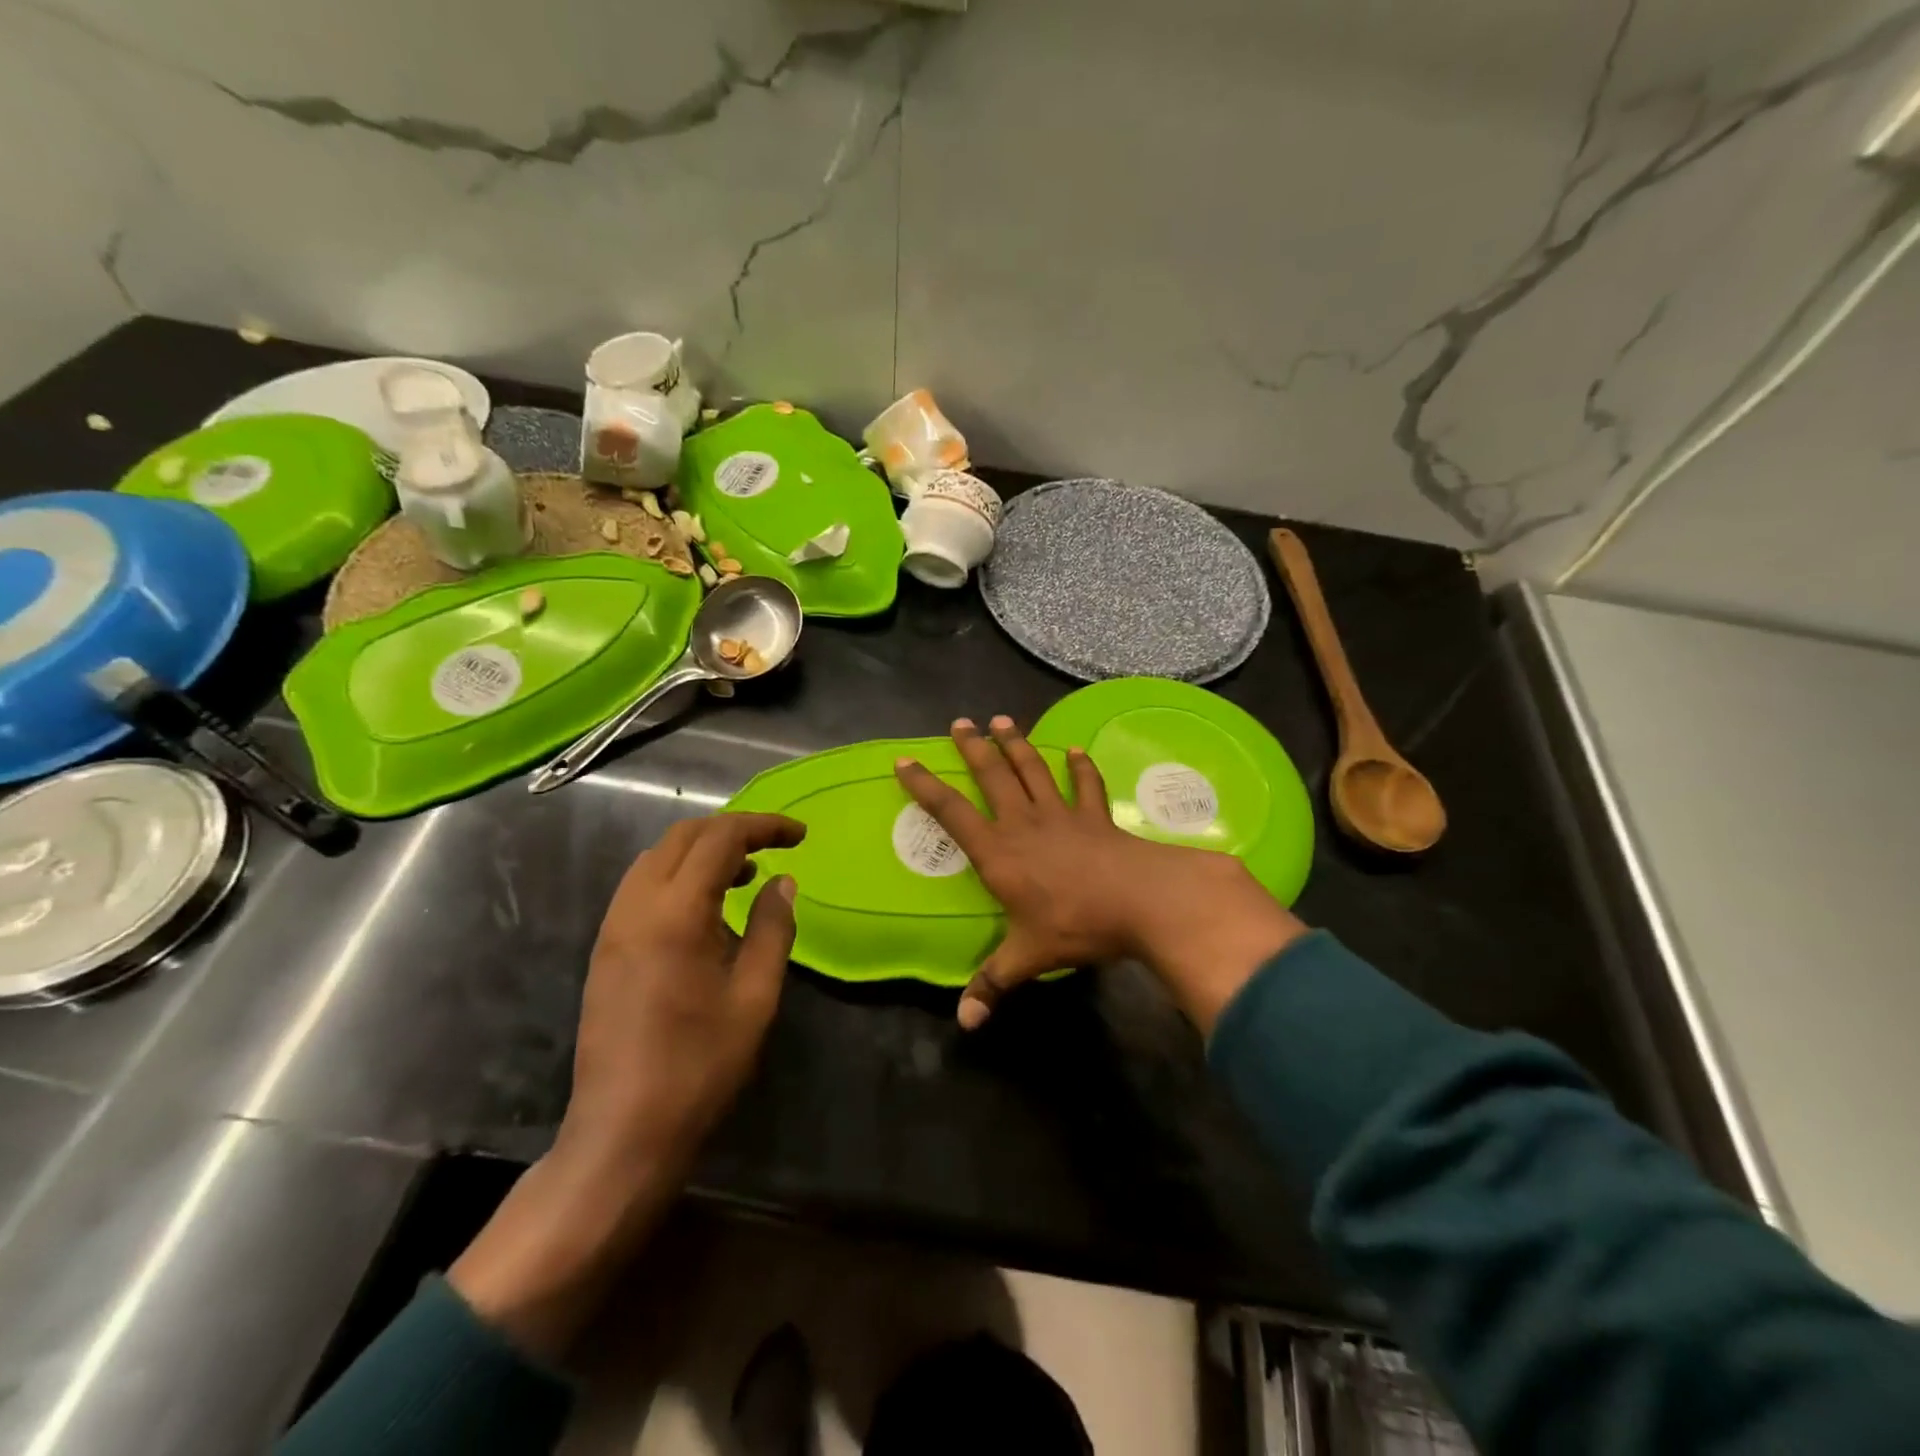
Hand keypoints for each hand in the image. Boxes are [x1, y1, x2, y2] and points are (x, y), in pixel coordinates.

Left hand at [563, 811, 804, 1174]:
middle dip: (732, 831)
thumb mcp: (754, 997)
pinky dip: (679, 877)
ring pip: (657, 858)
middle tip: (774, 847)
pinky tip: (707, 910)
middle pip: (683, 837)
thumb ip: (772, 929)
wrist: (622, 1132)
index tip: (801, 836)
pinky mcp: (605, 949)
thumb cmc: (699, 1066)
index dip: (763, 826)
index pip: (720, 839)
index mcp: (674, 913)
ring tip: (746, 876)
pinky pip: (642, 887)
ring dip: (703, 852)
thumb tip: (782, 882)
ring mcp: (613, 927)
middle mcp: (635, 907)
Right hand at [895, 717, 1305, 1031]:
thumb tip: (964, 1023)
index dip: (926, 787)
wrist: (1141, 901)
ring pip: (1033, 770)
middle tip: (960, 722)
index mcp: (999, 853)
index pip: (952, 813)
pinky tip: (1075, 751)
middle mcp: (1024, 824)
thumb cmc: (1076, 925)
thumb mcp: (1029, 957)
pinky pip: (1085, 785)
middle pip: (993, 776)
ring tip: (1002, 720)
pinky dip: (1081, 767)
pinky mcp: (1095, 816)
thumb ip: (993, 984)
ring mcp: (1062, 815)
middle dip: (973, 748)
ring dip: (1016, 744)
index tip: (905, 761)